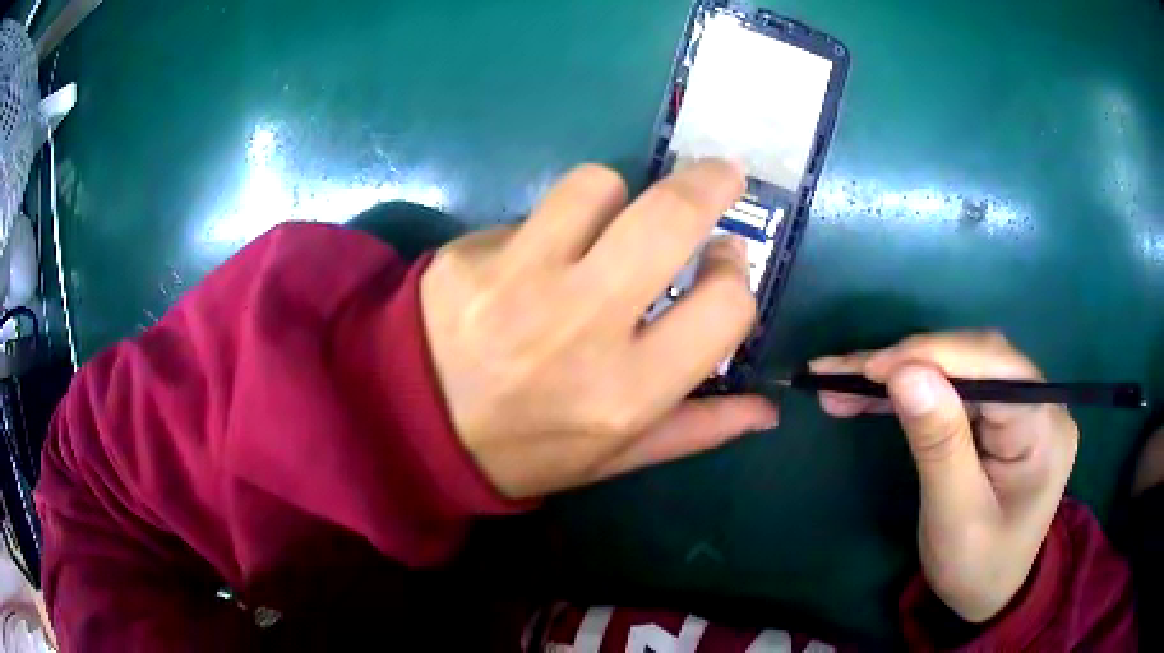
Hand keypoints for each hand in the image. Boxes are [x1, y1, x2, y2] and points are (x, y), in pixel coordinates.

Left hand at [421, 161, 777, 498]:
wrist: (413, 432)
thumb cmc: (525, 452)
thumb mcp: (615, 460)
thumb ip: (697, 429)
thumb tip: (768, 410)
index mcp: (628, 391)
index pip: (725, 306)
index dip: (735, 273)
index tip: (724, 260)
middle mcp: (580, 328)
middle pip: (668, 218)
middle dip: (709, 184)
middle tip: (722, 175)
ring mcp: (517, 282)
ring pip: (596, 186)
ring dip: (616, 197)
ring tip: (606, 224)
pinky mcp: (468, 256)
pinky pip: (531, 212)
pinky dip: (547, 224)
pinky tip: (531, 257)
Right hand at [811, 331, 1078, 622]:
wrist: (990, 594)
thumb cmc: (976, 568)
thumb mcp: (955, 517)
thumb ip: (939, 443)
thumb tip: (904, 372)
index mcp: (1044, 427)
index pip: (993, 367)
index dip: (933, 356)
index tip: (870, 370)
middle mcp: (1040, 401)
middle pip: (974, 358)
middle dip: (908, 361)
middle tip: (842, 375)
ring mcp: (1021, 404)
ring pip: (959, 367)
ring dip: (903, 371)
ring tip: (845, 381)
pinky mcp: (1000, 413)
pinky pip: (955, 387)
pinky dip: (913, 387)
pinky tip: (875, 391)